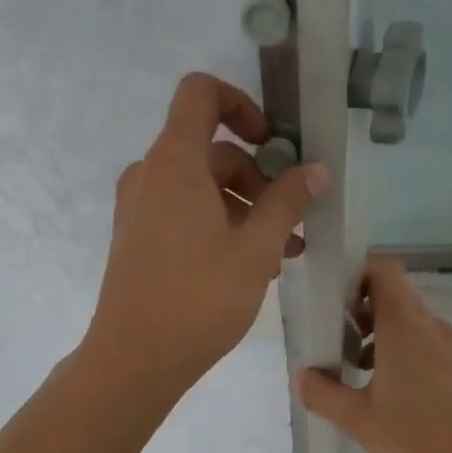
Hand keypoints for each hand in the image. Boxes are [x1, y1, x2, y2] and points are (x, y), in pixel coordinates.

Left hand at [85, 73, 327, 401]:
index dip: (242, 105)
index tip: (273, 144)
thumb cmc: (199, 298)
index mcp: (174, 162)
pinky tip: (252, 265)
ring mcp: (139, 208)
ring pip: (201, 187)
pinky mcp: (138, 238)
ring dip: (245, 208)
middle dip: (258, 178)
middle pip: (211, 150)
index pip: (201, 93)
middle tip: (294, 220)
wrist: (135, 359)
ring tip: (283, 252)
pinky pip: (183, 213)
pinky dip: (218, 225)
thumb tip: (316, 170)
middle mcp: (150, 175)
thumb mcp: (256, 248)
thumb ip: (288, 201)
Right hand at [296, 257, 451, 452]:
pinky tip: (411, 401)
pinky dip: (420, 360)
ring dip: (393, 344)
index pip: (384, 271)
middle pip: (398, 301)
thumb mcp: (358, 421)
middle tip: (347, 355)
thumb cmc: (416, 439)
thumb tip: (303, 375)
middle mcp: (436, 327)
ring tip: (375, 384)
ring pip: (420, 329)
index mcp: (405, 328)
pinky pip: (441, 349)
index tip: (340, 304)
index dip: (360, 276)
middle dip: (368, 320)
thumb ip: (323, 394)